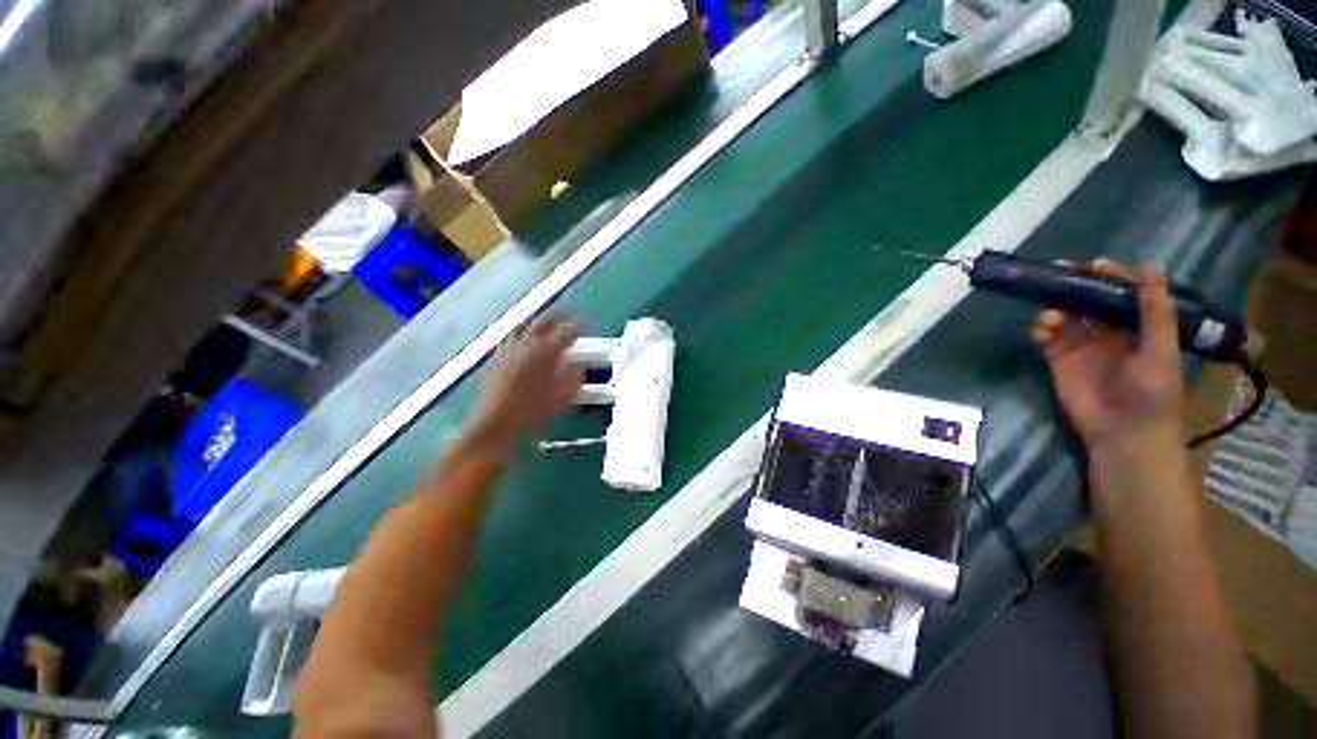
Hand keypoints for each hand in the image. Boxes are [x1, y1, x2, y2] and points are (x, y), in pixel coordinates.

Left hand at [465, 313, 582, 452]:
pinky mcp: (497, 359)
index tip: (585, 325)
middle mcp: (526, 345)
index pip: (565, 333)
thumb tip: (577, 365)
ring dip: (537, 322)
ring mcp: (509, 350)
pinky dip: (521, 335)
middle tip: (568, 313)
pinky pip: (510, 339)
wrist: (497, 422)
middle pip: (543, 322)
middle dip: (558, 316)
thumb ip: (573, 376)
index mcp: (545, 352)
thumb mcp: (563, 395)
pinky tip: (523, 342)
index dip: (577, 328)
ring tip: (545, 322)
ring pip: (524, 327)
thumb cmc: (534, 410)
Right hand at [1032, 260, 1184, 453]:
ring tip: (1051, 316)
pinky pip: (1046, 339)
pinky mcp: (1059, 361)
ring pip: (1065, 317)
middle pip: (1090, 302)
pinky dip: (1041, 330)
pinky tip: (1041, 331)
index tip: (1093, 265)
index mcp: (1139, 328)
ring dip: (1056, 310)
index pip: (1124, 295)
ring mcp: (1083, 347)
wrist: (1123, 434)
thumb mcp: (1160, 350)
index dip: (1111, 277)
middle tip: (1058, 274)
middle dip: (1075, 287)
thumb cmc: (1151, 393)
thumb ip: (1154, 311)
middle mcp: (1110, 333)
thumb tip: (1149, 266)